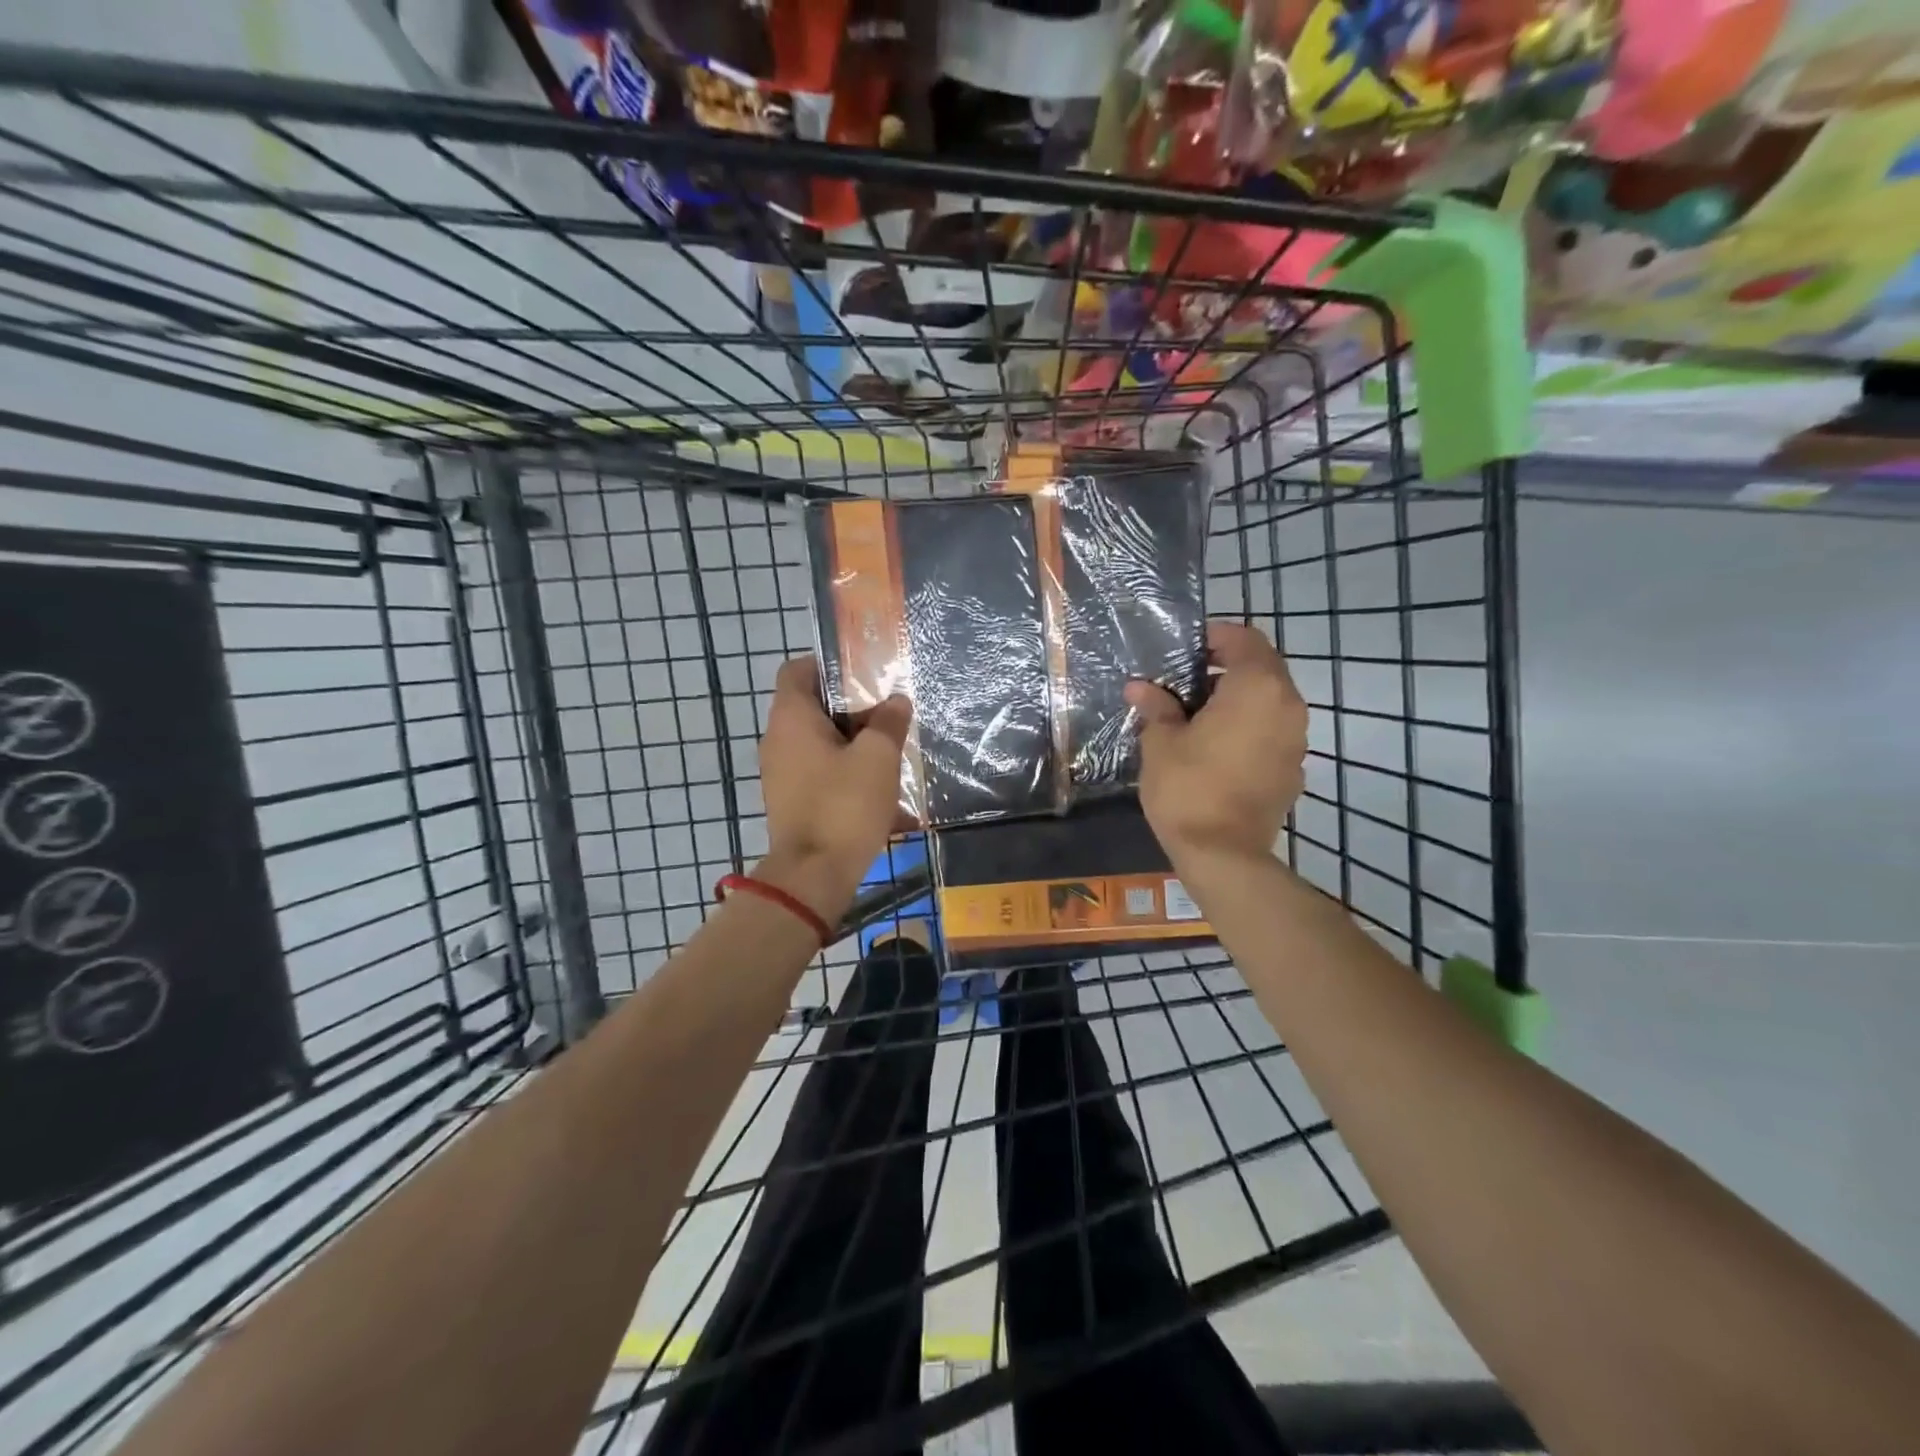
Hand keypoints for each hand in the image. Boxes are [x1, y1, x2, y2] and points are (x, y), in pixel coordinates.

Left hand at [756, 656, 912, 919]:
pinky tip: (878, 788)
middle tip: (888, 713)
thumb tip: (896, 701)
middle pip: (812, 706)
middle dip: (852, 708)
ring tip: (889, 751)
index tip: (863, 674)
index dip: (828, 664)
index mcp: (791, 718)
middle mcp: (777, 740)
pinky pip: (819, 772)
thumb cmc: (843, 805)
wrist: (813, 875)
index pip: (797, 669)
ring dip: (852, 743)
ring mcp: (781, 773)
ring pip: (819, 742)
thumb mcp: (878, 757)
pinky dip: (844, 772)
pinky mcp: (791, 801)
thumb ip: (889, 722)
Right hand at [1125, 621, 1306, 865]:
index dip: (1215, 637)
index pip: (1244, 638)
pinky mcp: (1294, 768)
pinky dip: (1248, 727)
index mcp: (1257, 687)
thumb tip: (1139, 687)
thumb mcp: (1161, 742)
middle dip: (1224, 668)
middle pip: (1261, 668)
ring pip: (1269, 700)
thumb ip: (1156, 707)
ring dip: (1237, 699)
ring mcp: (1296, 739)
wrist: (1224, 855)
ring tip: (1197, 716)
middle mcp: (1288, 705)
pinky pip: (1272, 731)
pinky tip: (1216, 748)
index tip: (1185, 649)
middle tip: (1184, 682)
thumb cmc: (1188, 787)